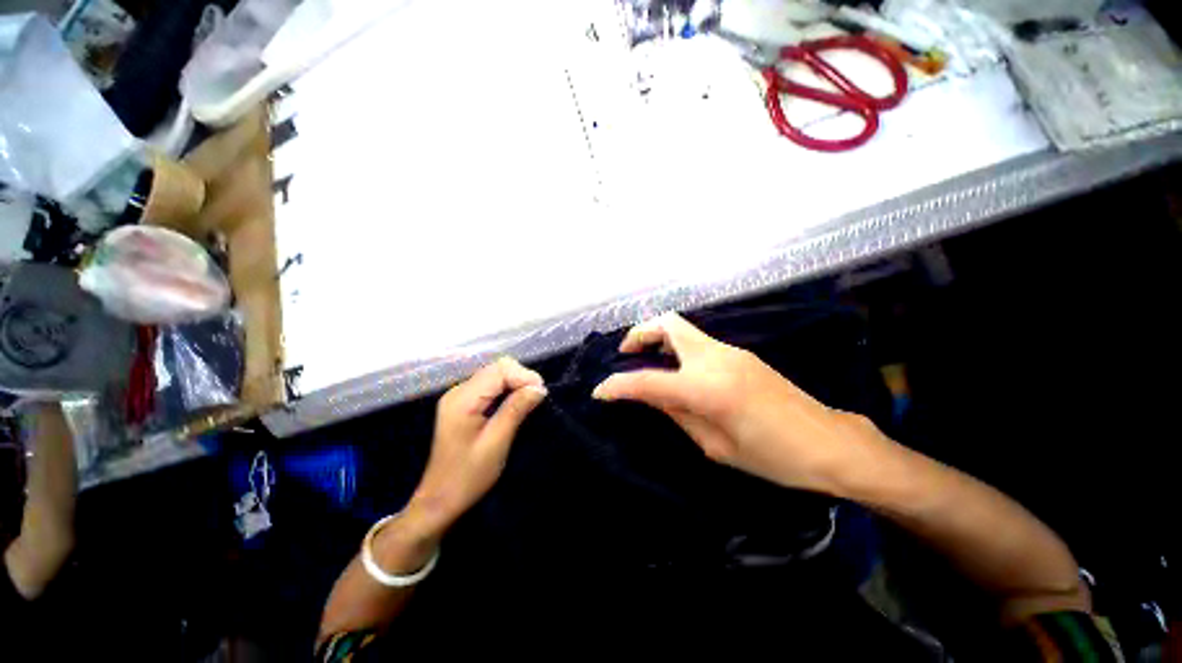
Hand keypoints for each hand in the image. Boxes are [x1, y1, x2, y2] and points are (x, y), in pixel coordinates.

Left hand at [408, 357, 546, 532]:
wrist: (440, 500)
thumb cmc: (468, 476)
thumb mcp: (497, 442)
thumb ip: (516, 410)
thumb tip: (539, 388)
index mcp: (462, 399)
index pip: (499, 371)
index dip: (523, 376)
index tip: (541, 393)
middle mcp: (458, 391)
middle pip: (496, 368)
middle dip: (520, 377)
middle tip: (537, 397)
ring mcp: (459, 397)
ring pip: (494, 375)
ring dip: (515, 383)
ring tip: (530, 400)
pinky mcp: (463, 404)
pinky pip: (490, 386)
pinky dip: (507, 389)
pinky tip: (516, 402)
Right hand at [592, 313, 892, 496]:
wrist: (828, 443)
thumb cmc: (772, 457)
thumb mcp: (715, 446)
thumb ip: (678, 414)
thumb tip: (652, 396)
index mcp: (706, 388)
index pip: (648, 381)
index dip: (618, 386)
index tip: (599, 392)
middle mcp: (714, 358)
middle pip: (667, 324)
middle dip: (639, 334)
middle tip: (626, 354)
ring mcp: (729, 351)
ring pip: (682, 328)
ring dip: (658, 338)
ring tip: (646, 360)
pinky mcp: (739, 353)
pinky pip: (697, 341)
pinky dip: (676, 347)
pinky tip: (676, 368)